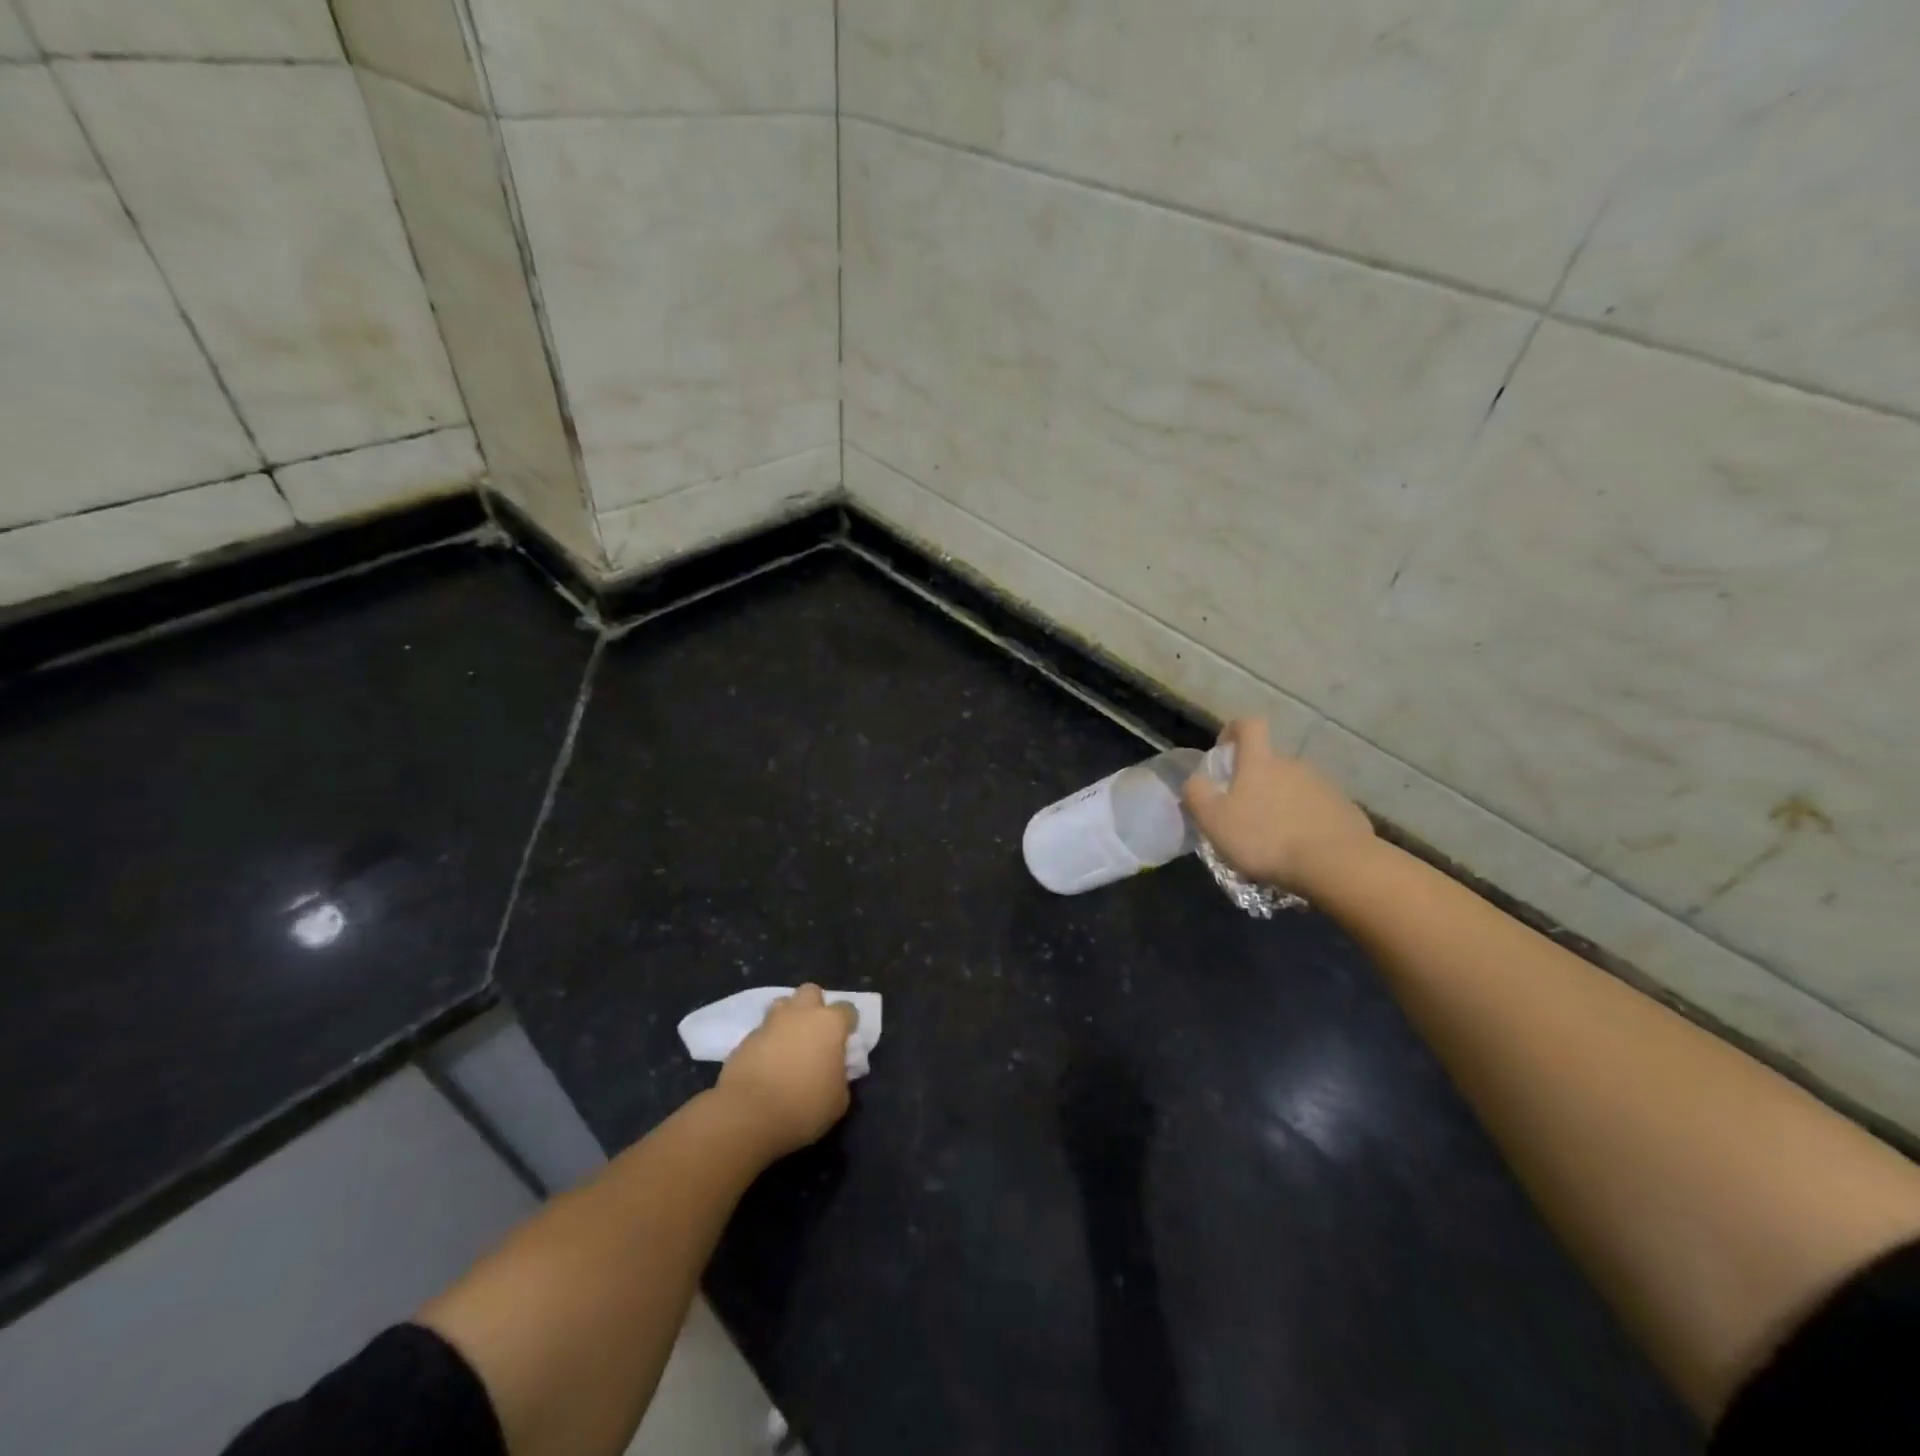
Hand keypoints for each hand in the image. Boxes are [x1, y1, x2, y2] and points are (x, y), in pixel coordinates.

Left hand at [716, 984, 857, 1158]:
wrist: (747, 1114)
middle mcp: (800, 1014)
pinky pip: (761, 1032)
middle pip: (811, 992)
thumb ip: (841, 1077)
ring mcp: (770, 1023)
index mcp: (829, 1023)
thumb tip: (835, 1071)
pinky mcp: (745, 1039)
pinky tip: (766, 1064)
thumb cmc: (803, 1106)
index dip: (848, 1023)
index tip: (846, 1041)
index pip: (847, 1009)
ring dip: (788, 1018)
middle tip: (815, 1033)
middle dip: (814, 1006)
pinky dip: (766, 1042)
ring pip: (782, 1005)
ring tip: (788, 1044)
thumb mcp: (838, 1100)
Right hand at [1182, 718, 1374, 893]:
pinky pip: (1318, 809)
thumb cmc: (1265, 838)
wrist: (1335, 864)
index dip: (1234, 730)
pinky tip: (1301, 849)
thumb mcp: (1213, 820)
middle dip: (1256, 781)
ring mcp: (1324, 786)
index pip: (1249, 725)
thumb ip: (1197, 794)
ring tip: (1274, 837)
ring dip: (1282, 803)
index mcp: (1260, 762)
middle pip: (1270, 762)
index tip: (1224, 750)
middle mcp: (1294, 765)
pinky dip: (1306, 821)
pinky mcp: (1346, 809)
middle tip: (1244, 813)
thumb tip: (1194, 780)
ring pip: (1294, 786)